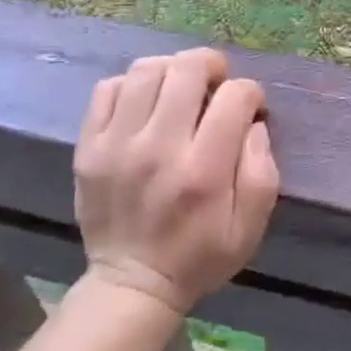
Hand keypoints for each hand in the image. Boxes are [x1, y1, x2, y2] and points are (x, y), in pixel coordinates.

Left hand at [73, 48, 279, 314]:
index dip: (250, 93)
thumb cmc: (200, 255)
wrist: (131, 285)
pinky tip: (145, 103)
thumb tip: (254, 122)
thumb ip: (262, 170)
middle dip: (212, 65)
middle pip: (187, 69)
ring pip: (146, 70)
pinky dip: (131, 85)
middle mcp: (158, 150)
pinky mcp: (87, 148)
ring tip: (180, 87)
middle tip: (216, 82)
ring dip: (172, 69)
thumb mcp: (251, 227)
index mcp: (203, 171)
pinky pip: (107, 89)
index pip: (234, 96)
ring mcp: (116, 146)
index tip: (249, 108)